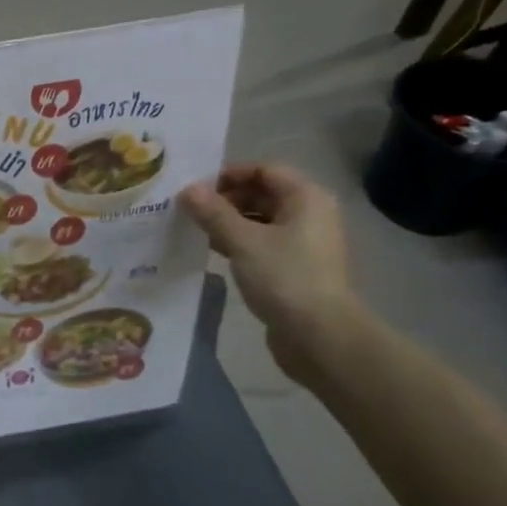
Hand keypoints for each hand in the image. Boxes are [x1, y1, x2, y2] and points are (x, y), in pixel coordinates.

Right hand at [180, 164, 355, 377]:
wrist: (319, 335)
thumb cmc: (283, 277)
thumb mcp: (242, 241)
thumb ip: (213, 212)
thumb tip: (187, 189)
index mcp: (305, 198)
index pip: (264, 170)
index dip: (229, 175)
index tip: (196, 187)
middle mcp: (310, 214)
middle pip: (263, 194)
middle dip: (226, 199)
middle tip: (190, 210)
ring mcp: (305, 243)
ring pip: (261, 221)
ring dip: (230, 222)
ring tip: (196, 230)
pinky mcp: (296, 268)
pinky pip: (264, 244)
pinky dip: (240, 243)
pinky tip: (214, 252)